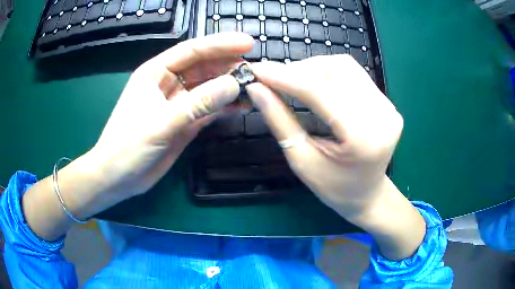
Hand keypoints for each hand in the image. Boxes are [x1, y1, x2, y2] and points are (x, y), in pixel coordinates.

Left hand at [22, 33, 253, 240]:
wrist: (119, 177)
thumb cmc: (128, 145)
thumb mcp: (161, 122)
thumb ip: (197, 104)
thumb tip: (234, 85)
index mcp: (156, 72)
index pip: (192, 50)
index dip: (220, 44)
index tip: (249, 43)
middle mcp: (169, 83)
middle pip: (204, 67)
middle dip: (229, 66)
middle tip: (256, 70)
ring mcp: (178, 103)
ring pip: (209, 88)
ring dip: (229, 87)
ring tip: (254, 88)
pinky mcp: (185, 122)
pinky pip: (209, 109)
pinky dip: (225, 108)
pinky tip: (242, 107)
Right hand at [246, 55, 425, 259]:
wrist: (368, 194)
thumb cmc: (334, 188)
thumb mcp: (302, 160)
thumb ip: (279, 120)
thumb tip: (255, 89)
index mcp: (363, 138)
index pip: (320, 92)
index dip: (285, 77)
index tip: (257, 70)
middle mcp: (382, 115)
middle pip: (335, 72)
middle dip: (298, 70)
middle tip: (271, 78)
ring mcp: (388, 106)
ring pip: (344, 66)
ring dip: (312, 67)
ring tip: (290, 79)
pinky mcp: (387, 102)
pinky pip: (354, 74)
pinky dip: (328, 71)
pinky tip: (313, 81)